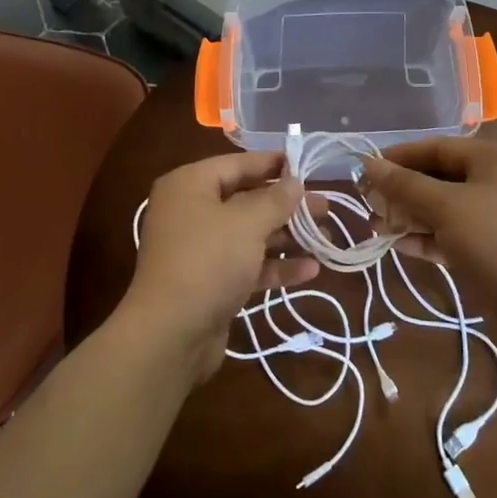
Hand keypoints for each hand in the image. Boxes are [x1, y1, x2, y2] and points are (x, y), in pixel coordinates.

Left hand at [123, 151, 317, 379]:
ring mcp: (200, 249)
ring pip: (250, 234)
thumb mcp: (247, 223)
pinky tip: (311, 270)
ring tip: (325, 238)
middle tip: (325, 206)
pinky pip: (247, 264)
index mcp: (190, 186)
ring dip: (287, 236)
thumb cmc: (208, 261)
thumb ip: (275, 200)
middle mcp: (191, 212)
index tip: (305, 163)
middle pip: (246, 200)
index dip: (272, 163)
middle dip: (287, 205)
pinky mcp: (210, 282)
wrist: (170, 334)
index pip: (237, 164)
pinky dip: (276, 265)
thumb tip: (295, 182)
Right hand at [359, 138, 496, 304]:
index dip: (399, 157)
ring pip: (442, 209)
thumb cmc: (494, 240)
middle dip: (402, 190)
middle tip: (368, 203)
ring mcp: (493, 219)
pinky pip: (449, 235)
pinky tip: (396, 244)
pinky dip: (424, 237)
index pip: (437, 148)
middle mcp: (495, 183)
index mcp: (492, 160)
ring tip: (375, 227)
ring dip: (408, 216)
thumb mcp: (445, 206)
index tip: (365, 170)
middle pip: (438, 178)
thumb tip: (368, 164)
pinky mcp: (489, 250)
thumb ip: (404, 185)